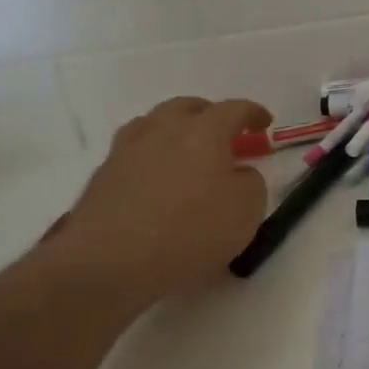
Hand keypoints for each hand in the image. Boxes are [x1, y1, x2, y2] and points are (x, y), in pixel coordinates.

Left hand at [37, 97, 269, 322]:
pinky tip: (157, 180)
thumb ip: (251, 183)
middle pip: (188, 107)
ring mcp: (127, 149)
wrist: (110, 262)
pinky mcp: (103, 175)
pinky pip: (135, 153)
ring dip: (175, 132)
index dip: (253, 113)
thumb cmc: (191, 231)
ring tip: (186, 154)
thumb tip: (238, 174)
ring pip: (154, 124)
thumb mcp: (247, 210)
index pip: (234, 109)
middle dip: (210, 115)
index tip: (264, 123)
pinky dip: (152, 158)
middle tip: (224, 135)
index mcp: (204, 131)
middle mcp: (163, 129)